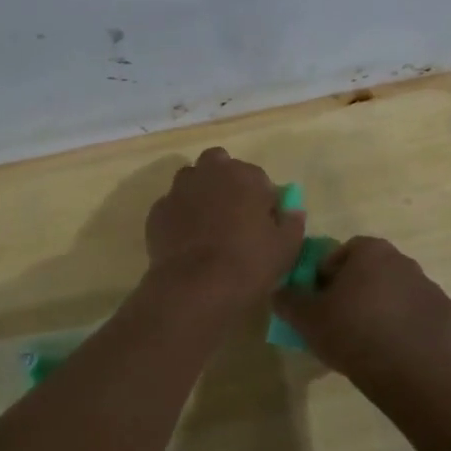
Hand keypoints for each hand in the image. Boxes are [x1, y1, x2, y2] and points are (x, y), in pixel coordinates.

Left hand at [144, 148, 304, 310]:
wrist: (196, 287)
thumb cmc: (249, 262)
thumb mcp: (286, 247)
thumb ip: (292, 223)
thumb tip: (293, 211)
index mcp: (244, 175)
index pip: (258, 177)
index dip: (261, 198)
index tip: (263, 220)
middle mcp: (209, 173)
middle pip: (218, 164)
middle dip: (225, 180)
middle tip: (232, 212)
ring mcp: (178, 190)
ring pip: (190, 180)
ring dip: (200, 193)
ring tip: (207, 224)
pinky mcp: (157, 212)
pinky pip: (171, 206)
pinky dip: (179, 216)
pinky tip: (186, 241)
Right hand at [272, 235, 450, 381]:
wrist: (408, 372)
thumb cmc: (352, 334)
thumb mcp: (306, 318)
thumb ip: (289, 300)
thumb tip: (279, 292)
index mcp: (372, 252)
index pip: (345, 252)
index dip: (329, 275)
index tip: (321, 301)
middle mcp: (406, 261)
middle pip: (375, 271)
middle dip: (360, 291)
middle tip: (344, 322)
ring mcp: (433, 289)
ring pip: (401, 295)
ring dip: (387, 310)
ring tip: (371, 342)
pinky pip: (424, 319)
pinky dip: (413, 331)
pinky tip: (400, 354)